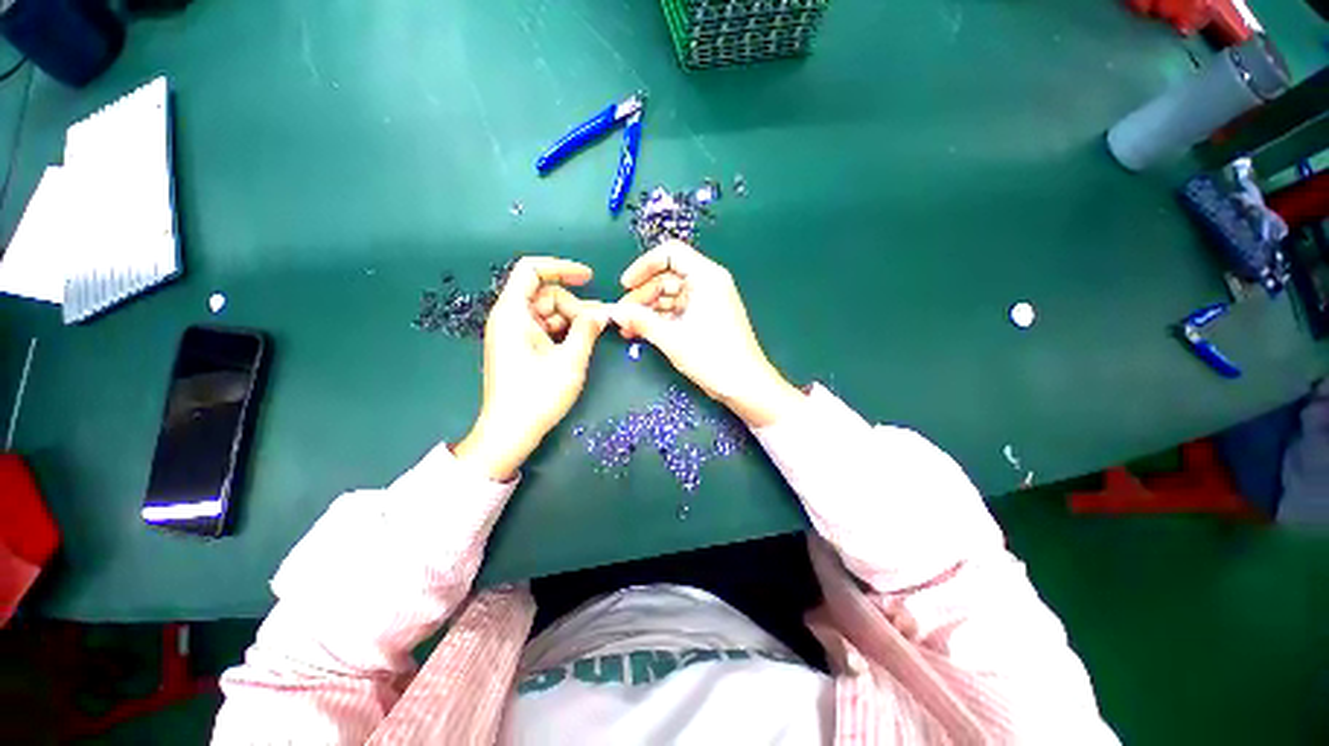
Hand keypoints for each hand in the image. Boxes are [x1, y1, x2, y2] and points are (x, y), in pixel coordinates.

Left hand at [455, 257, 609, 480]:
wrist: (509, 432)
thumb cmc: (537, 395)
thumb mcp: (570, 360)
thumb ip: (587, 329)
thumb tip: (602, 312)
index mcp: (513, 313)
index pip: (532, 270)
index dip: (561, 268)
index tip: (589, 278)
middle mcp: (509, 318)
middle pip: (545, 295)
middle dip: (574, 305)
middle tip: (599, 324)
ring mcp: (513, 334)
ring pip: (548, 313)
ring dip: (572, 320)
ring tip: (593, 334)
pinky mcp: (519, 348)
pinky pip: (544, 329)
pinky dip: (563, 332)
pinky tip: (579, 344)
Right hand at [611, 241, 803, 427]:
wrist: (745, 385)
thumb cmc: (712, 357)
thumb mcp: (672, 338)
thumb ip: (641, 321)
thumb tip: (614, 311)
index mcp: (706, 277)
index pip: (670, 253)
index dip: (643, 266)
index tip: (625, 285)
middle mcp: (708, 283)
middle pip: (667, 277)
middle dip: (642, 295)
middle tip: (622, 316)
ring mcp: (708, 301)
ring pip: (670, 296)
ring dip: (648, 310)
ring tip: (628, 329)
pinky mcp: (707, 317)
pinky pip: (678, 310)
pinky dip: (661, 319)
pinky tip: (643, 333)